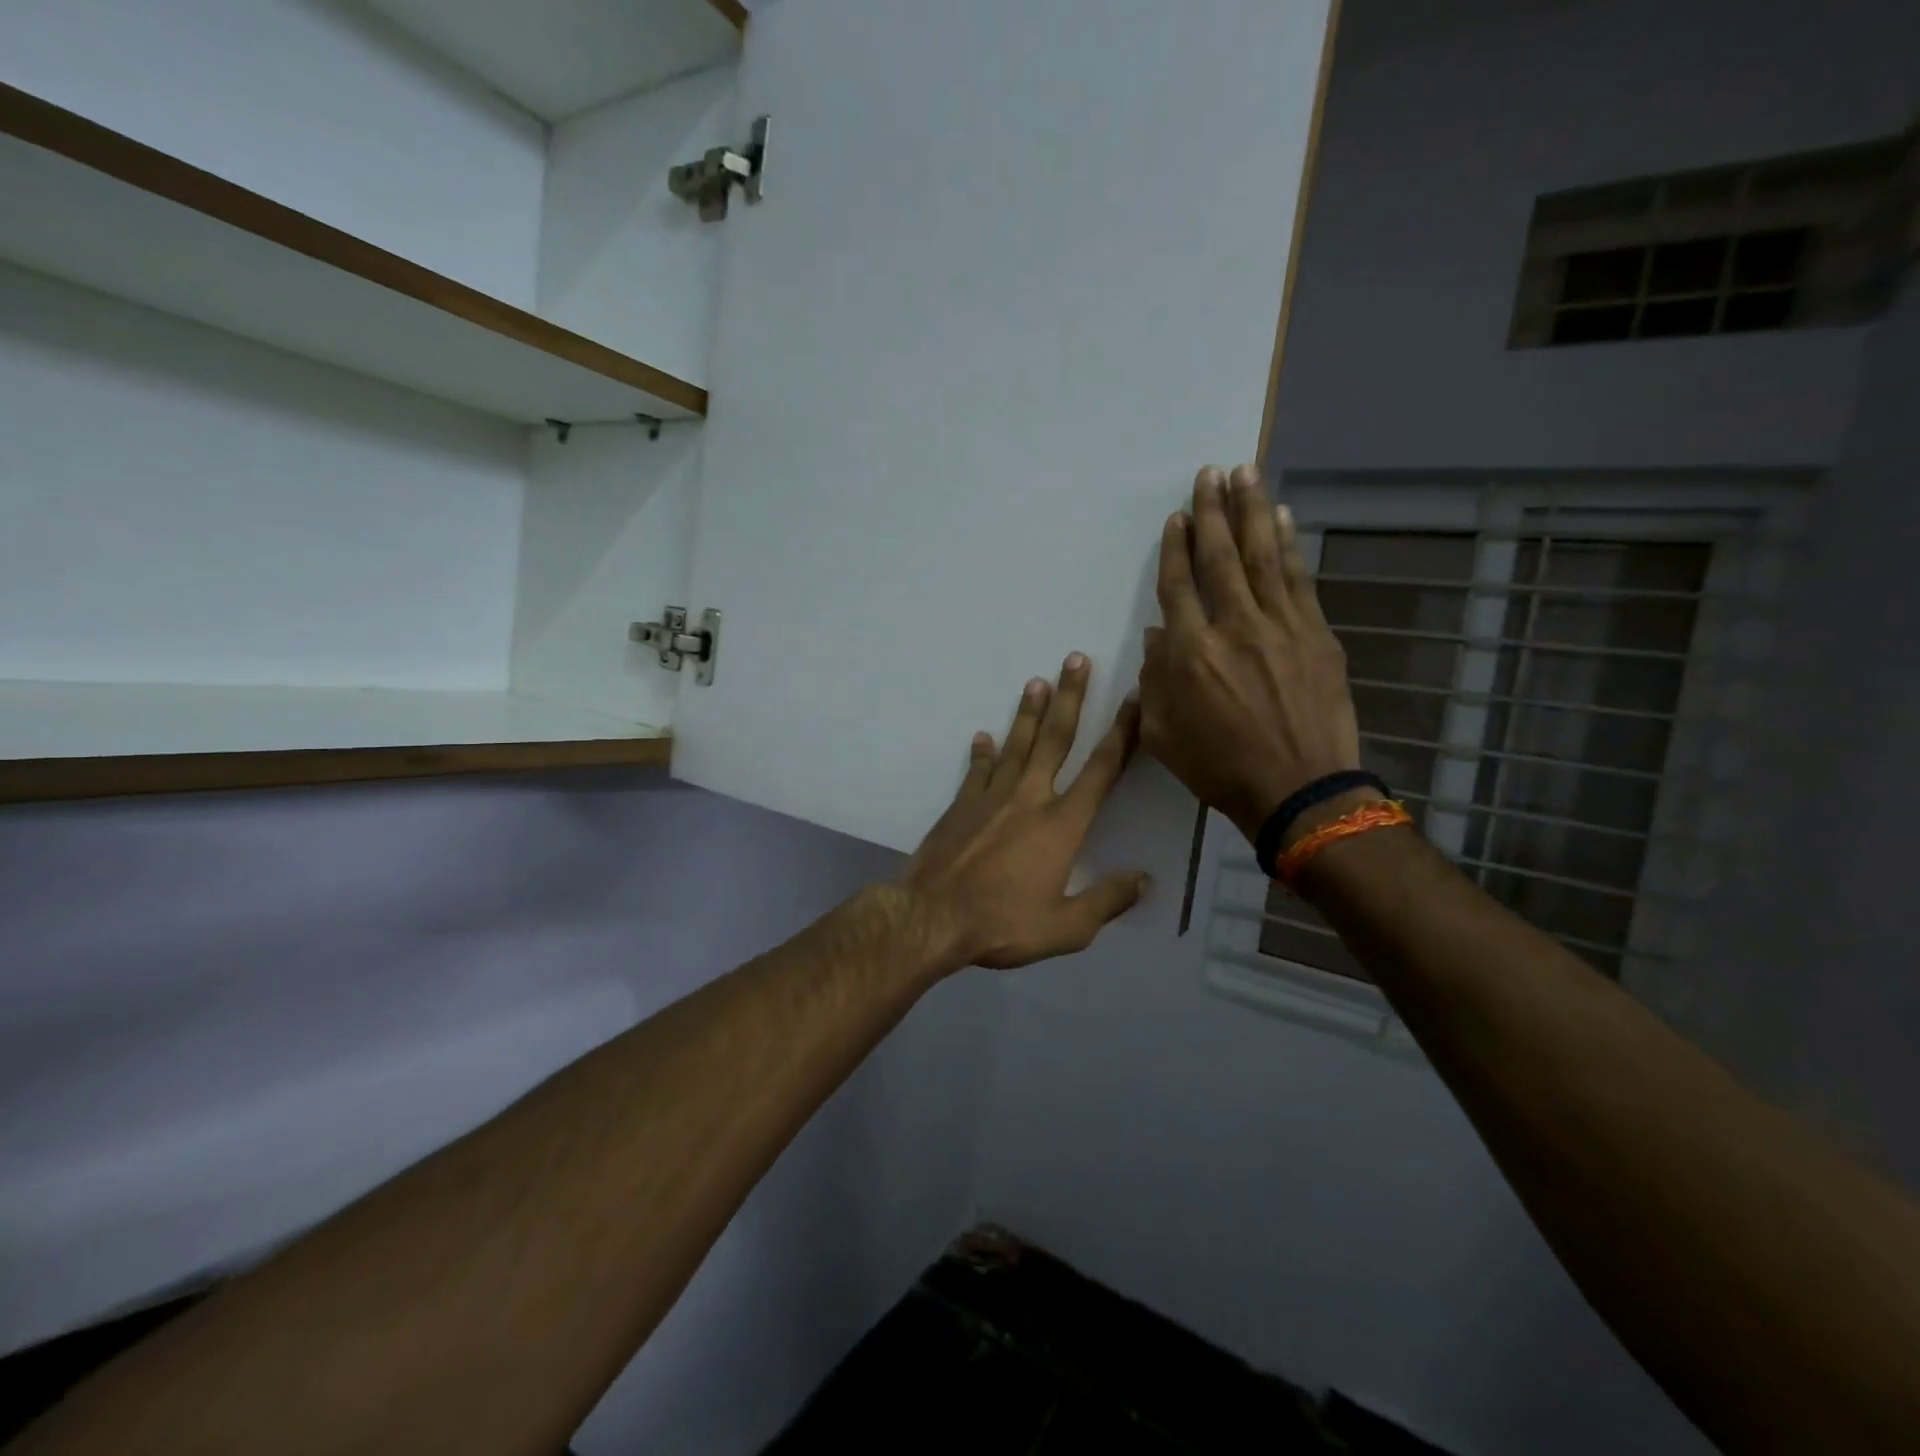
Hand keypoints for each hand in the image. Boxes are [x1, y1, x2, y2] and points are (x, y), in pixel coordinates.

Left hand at [902, 655, 1149, 971]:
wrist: (932, 917)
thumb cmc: (1002, 924)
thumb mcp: (1067, 928)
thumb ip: (1108, 900)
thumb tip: (1145, 880)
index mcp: (1062, 824)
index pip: (1101, 770)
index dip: (1122, 733)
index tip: (1134, 700)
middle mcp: (1030, 797)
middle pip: (1055, 738)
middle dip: (1071, 697)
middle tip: (1076, 659)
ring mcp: (991, 797)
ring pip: (1016, 744)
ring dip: (1028, 712)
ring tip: (1037, 681)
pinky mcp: (961, 804)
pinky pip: (976, 769)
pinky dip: (982, 752)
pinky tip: (983, 736)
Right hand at [1139, 464, 1360, 845]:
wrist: (1298, 789)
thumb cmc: (1219, 767)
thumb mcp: (1162, 734)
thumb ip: (1154, 680)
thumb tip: (1160, 634)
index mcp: (1190, 653)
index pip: (1178, 587)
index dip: (1175, 549)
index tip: (1176, 518)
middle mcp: (1233, 627)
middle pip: (1219, 557)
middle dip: (1212, 511)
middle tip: (1209, 473)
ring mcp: (1280, 626)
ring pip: (1261, 556)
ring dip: (1252, 510)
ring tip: (1244, 473)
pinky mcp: (1316, 634)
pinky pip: (1298, 578)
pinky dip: (1288, 544)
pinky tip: (1283, 517)